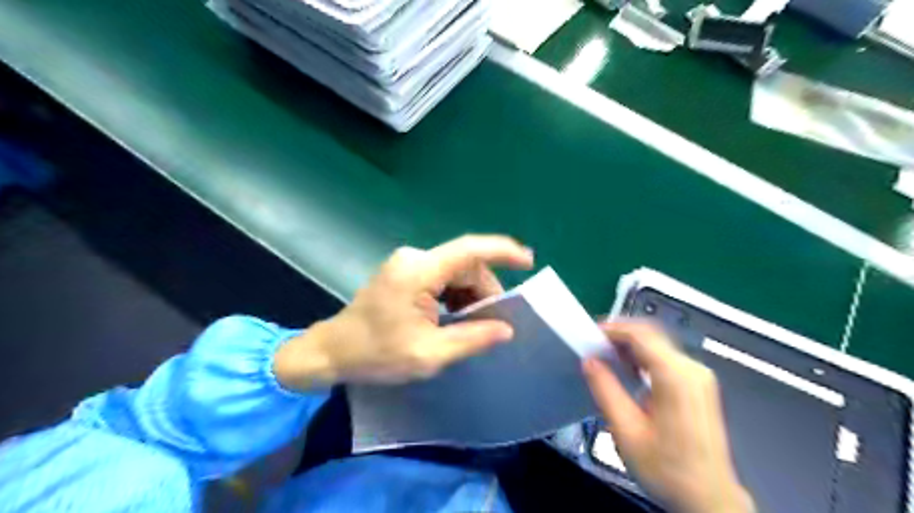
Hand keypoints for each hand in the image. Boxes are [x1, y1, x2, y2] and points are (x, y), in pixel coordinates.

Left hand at [270, 232, 531, 388]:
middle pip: (465, 265)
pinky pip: (442, 277)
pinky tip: (455, 318)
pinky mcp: (405, 272)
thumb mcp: (429, 354)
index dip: (502, 251)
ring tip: (472, 326)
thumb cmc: (376, 355)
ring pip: (456, 272)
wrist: (333, 352)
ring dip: (470, 296)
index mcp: (419, 271)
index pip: (469, 250)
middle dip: (485, 292)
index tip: (528, 261)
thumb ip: (471, 339)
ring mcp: (408, 263)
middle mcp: (415, 258)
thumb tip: (506, 329)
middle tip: (494, 324)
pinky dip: (455, 296)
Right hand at [586, 322, 758, 512]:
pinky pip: (668, 358)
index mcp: (676, 377)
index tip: (590, 335)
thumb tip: (589, 361)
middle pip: (652, 335)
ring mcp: (699, 377)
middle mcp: (692, 370)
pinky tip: (628, 368)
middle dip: (621, 334)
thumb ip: (605, 390)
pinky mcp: (700, 385)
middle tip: (594, 345)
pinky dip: (644, 356)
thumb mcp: (626, 430)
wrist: (709, 499)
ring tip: (606, 356)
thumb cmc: (666, 468)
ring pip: (660, 344)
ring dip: (631, 345)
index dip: (613, 329)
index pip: (641, 335)